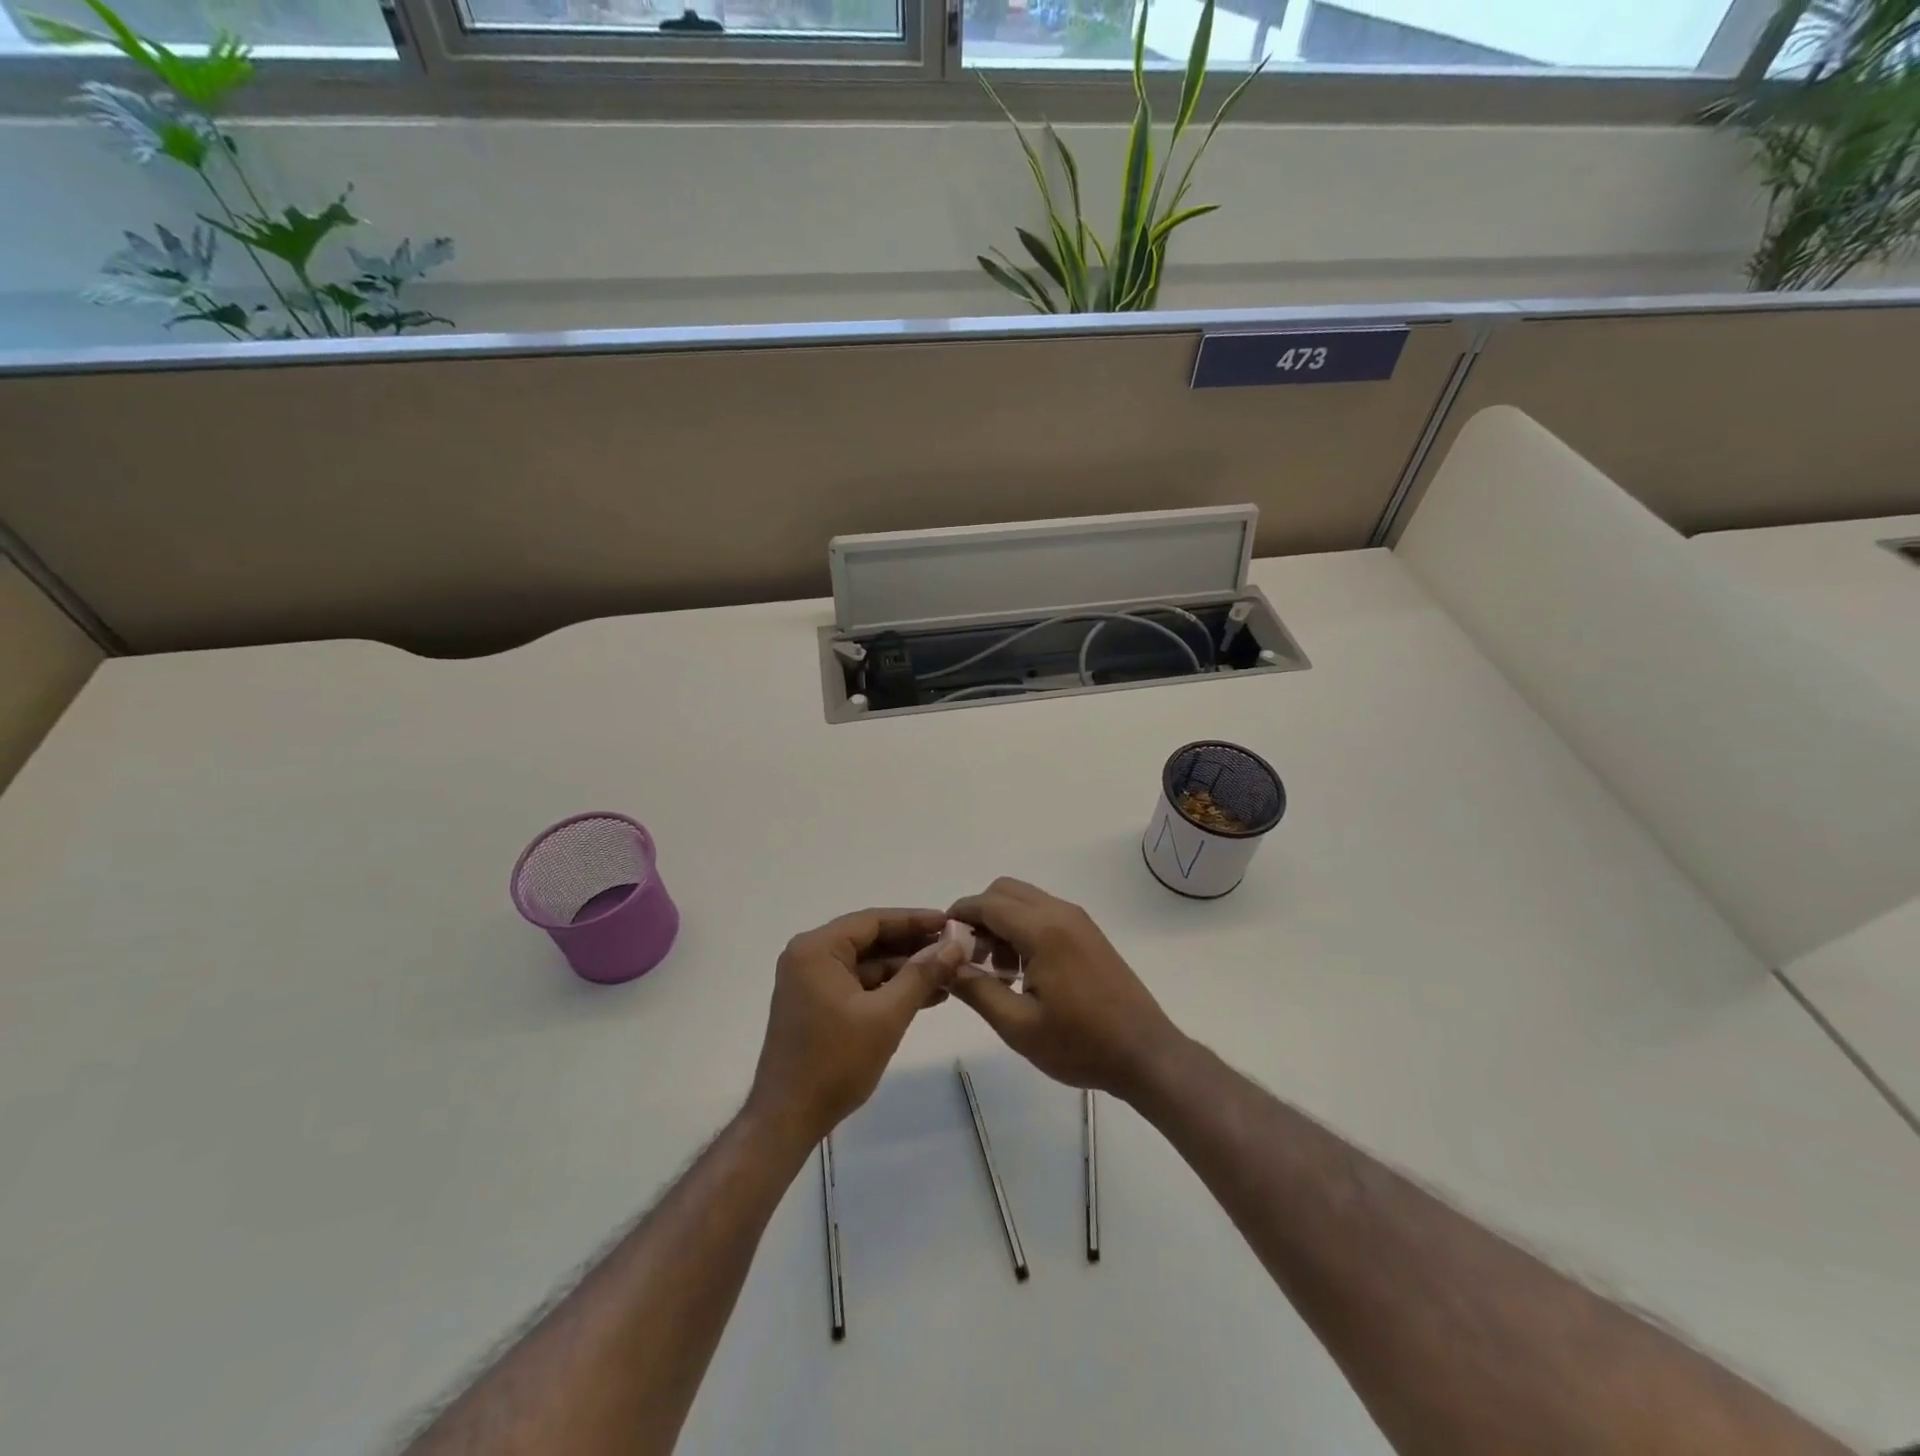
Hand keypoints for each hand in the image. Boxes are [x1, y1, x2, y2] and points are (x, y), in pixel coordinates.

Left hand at [748, 908, 965, 1143]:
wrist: (788, 1119)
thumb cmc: (835, 1062)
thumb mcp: (886, 1015)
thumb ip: (922, 975)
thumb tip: (956, 944)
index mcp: (817, 949)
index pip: (873, 921)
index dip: (915, 920)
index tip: (951, 922)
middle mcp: (809, 957)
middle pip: (870, 940)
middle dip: (913, 946)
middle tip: (955, 948)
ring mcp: (811, 982)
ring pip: (867, 964)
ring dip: (905, 970)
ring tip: (949, 974)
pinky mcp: (817, 1005)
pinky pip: (859, 984)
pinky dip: (889, 989)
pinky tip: (925, 996)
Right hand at [946, 878, 1185, 1101]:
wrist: (1145, 1054)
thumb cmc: (1080, 1044)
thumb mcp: (1018, 1026)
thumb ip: (976, 990)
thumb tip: (944, 965)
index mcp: (1043, 930)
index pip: (987, 903)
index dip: (958, 915)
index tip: (939, 941)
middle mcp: (1061, 913)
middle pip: (1005, 891)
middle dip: (980, 916)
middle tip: (969, 958)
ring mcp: (1078, 921)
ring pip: (1025, 900)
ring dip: (1001, 922)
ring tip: (996, 972)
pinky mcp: (1088, 933)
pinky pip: (1044, 913)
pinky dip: (1023, 928)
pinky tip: (1023, 972)